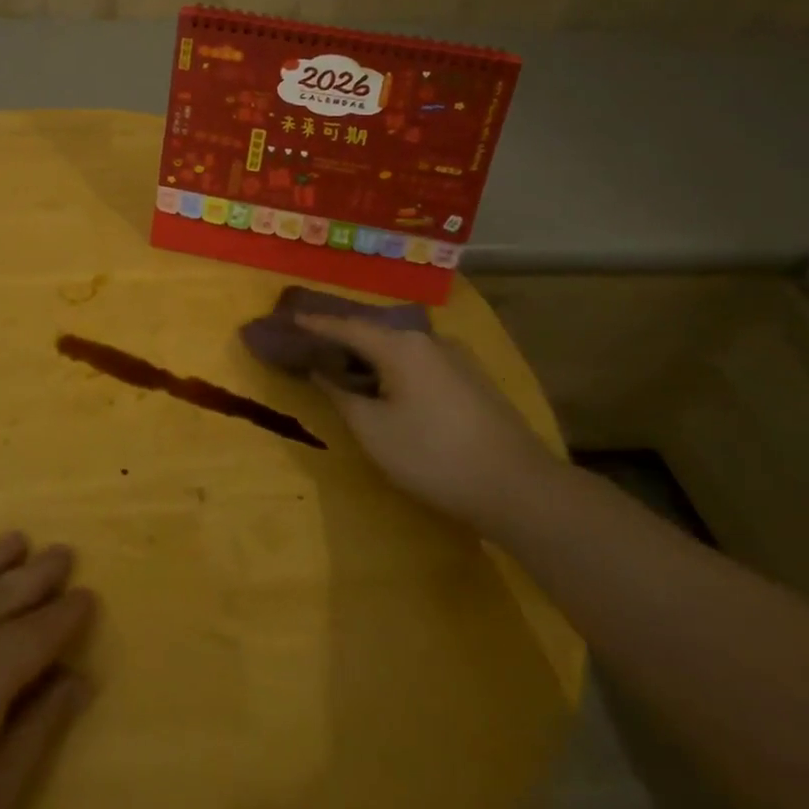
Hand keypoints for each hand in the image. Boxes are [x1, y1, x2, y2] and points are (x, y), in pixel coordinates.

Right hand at [298, 315, 559, 532]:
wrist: (520, 489)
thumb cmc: (434, 456)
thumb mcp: (373, 430)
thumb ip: (340, 395)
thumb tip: (320, 371)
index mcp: (401, 346)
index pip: (346, 326)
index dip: (314, 324)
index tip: (288, 318)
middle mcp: (428, 340)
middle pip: (374, 332)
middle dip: (341, 337)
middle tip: (312, 342)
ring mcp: (456, 359)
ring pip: (399, 348)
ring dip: (368, 355)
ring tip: (343, 364)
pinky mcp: (471, 380)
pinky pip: (419, 362)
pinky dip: (392, 367)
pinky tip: (386, 385)